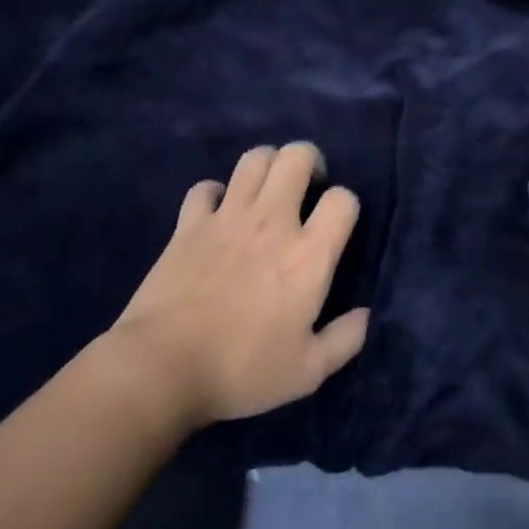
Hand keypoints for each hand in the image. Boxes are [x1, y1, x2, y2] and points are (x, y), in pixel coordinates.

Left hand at [108, 143, 369, 428]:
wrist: (162, 368)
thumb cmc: (241, 371)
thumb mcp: (307, 372)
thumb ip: (344, 341)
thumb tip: (365, 316)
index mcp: (308, 254)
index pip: (343, 199)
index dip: (346, 205)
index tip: (337, 225)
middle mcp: (272, 221)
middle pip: (297, 156)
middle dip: (310, 161)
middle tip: (307, 188)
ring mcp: (227, 217)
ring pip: (254, 159)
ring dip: (268, 166)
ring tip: (269, 190)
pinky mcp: (189, 224)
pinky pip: (206, 187)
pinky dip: (215, 194)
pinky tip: (218, 213)